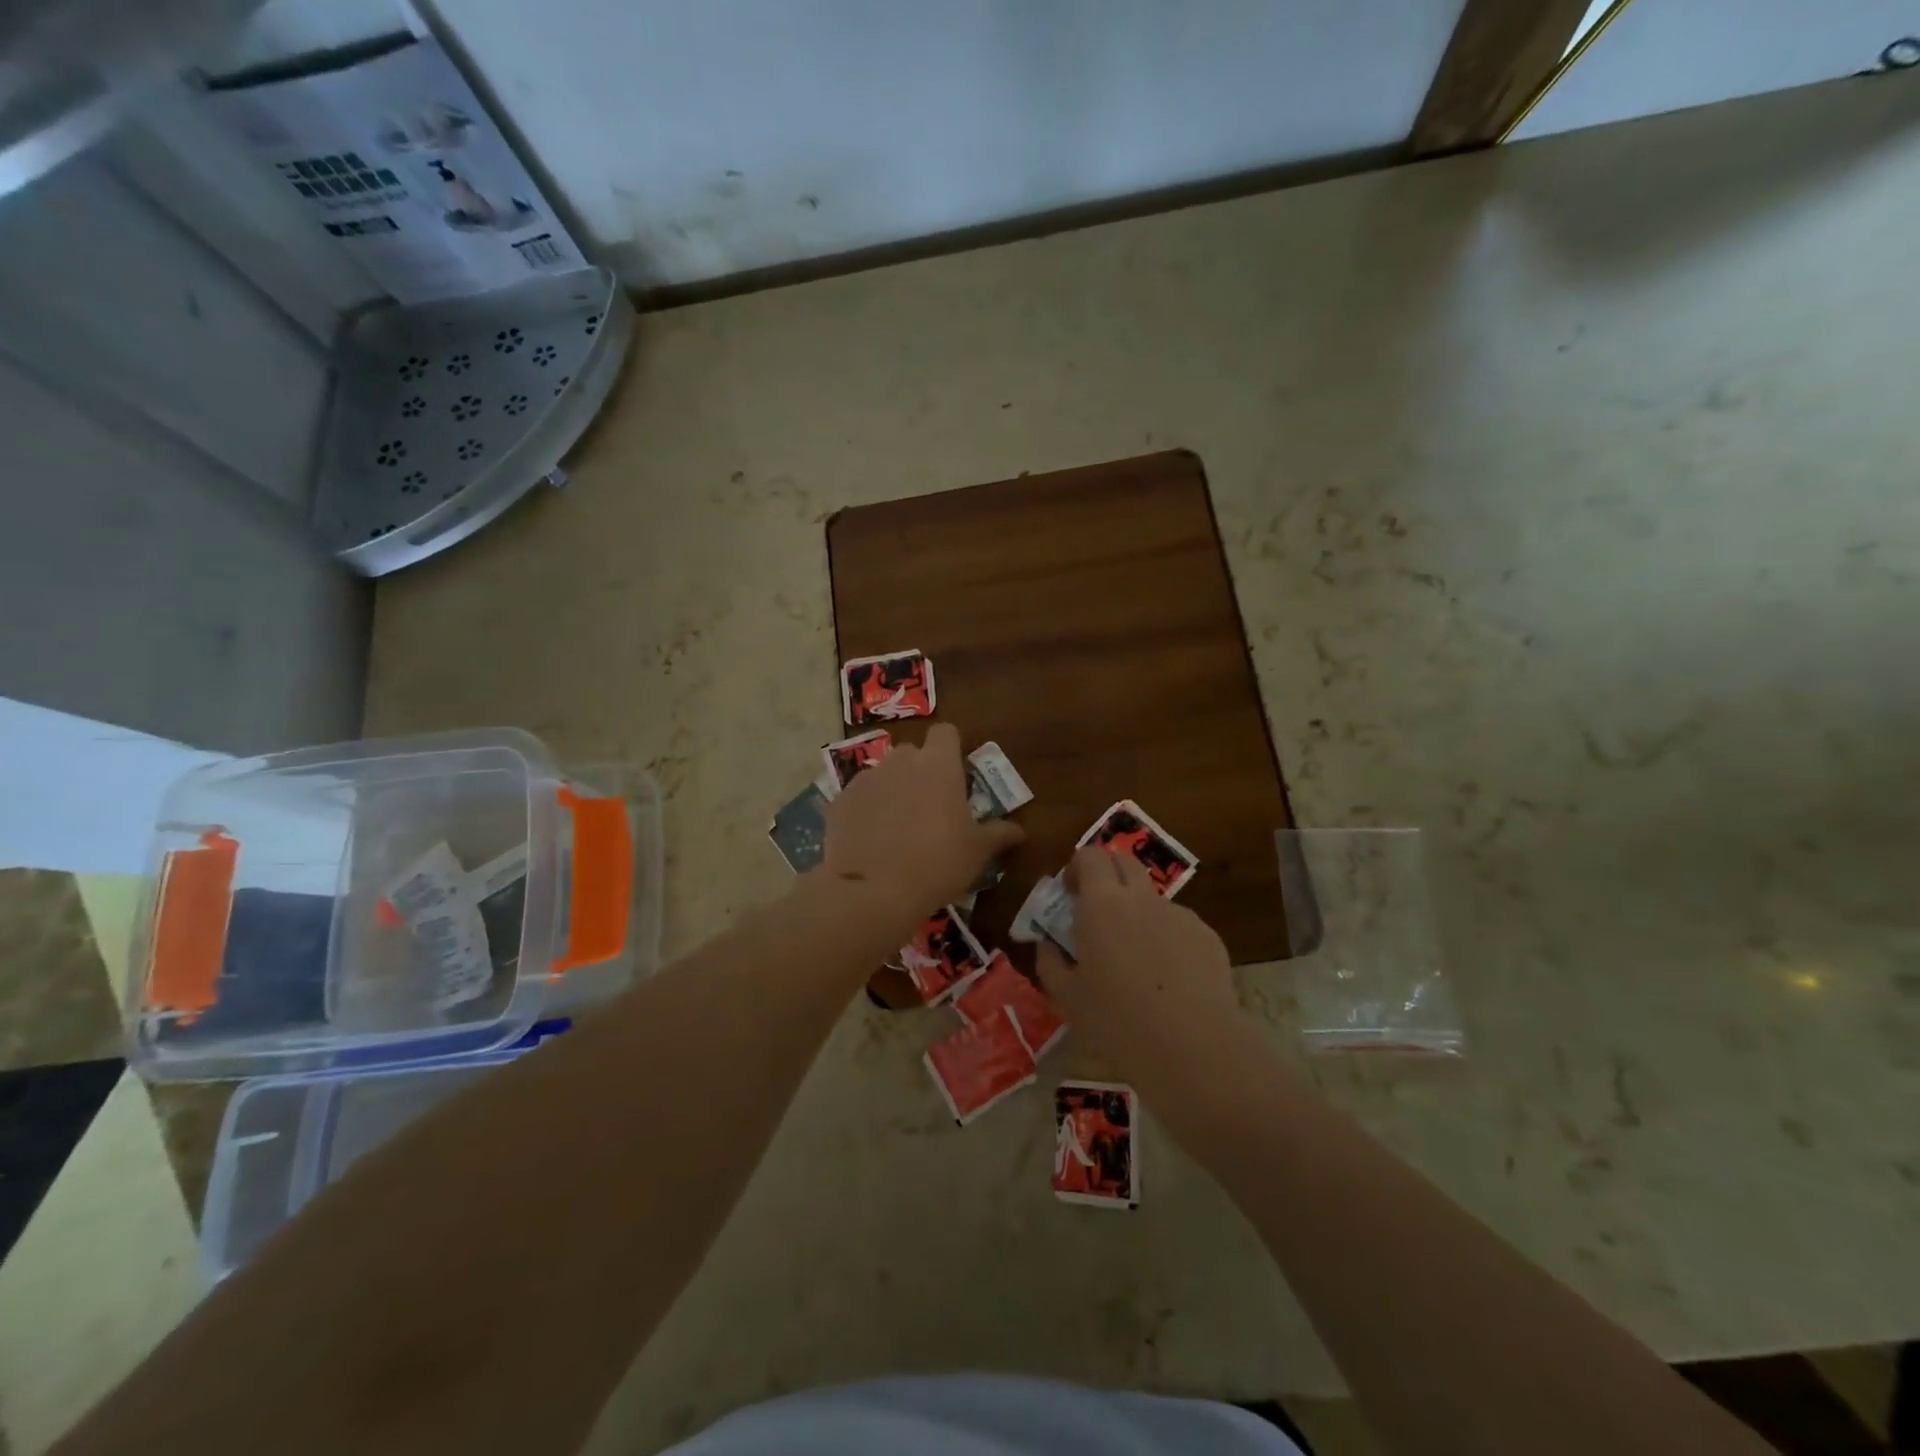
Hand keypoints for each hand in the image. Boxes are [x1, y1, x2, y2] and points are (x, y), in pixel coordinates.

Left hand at [821, 723, 1023, 921]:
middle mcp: (900, 761)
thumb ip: (999, 834)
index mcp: (938, 764)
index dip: (951, 748)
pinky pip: (859, 797)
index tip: (956, 774)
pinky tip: (870, 840)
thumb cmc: (937, 863)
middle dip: (920, 771)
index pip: (946, 732)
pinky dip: (866, 810)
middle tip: (929, 807)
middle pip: (912, 753)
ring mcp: (866, 779)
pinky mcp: (839, 800)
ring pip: (883, 774)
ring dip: (892, 790)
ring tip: (897, 827)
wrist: (872, 891)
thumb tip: (1020, 831)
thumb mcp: (977, 852)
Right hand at [1036, 846, 1242, 1093]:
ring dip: (1137, 910)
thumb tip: (1048, 943)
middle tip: (1097, 909)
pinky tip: (1168, 980)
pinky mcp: (1207, 936)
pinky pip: (1178, 925)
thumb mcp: (1066, 997)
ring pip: (1152, 897)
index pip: (1089, 856)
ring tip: (1135, 957)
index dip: (1077, 867)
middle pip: (1124, 860)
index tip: (1070, 893)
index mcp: (1102, 904)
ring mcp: (1179, 915)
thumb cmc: (1118, 1022)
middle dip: (1107, 873)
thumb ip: (1050, 961)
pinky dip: (1166, 938)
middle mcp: (1142, 898)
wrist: (1194, 1049)